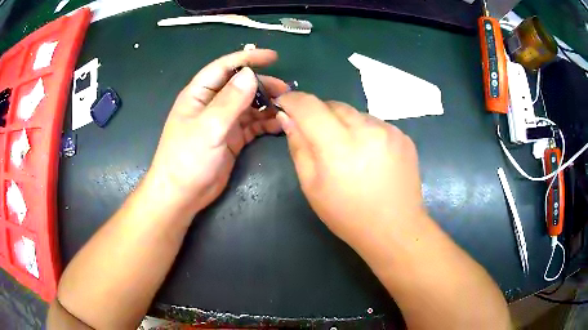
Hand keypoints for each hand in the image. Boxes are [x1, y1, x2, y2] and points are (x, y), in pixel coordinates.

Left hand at [147, 50, 288, 214]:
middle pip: (241, 86)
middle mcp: (212, 104)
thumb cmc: (187, 159)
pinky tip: (280, 125)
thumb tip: (250, 74)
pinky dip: (266, 123)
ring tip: (287, 108)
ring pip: (249, 105)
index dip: (248, 58)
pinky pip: (252, 125)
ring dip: (267, 105)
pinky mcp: (232, 139)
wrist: (182, 195)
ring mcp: (223, 122)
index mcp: (200, 94)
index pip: (225, 67)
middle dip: (263, 85)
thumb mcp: (209, 127)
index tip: (273, 57)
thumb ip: (230, 100)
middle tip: (286, 91)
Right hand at [276, 93, 426, 245]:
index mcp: (338, 146)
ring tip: (348, 152)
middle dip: (318, 114)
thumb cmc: (348, 215)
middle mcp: (366, 129)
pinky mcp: (403, 136)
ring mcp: (389, 130)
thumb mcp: (312, 186)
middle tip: (318, 138)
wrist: (395, 229)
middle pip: (333, 105)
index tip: (284, 104)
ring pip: (355, 114)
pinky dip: (364, 132)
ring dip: (344, 124)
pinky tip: (369, 157)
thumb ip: (298, 146)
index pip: (309, 105)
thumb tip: (287, 117)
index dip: (292, 100)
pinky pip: (375, 124)